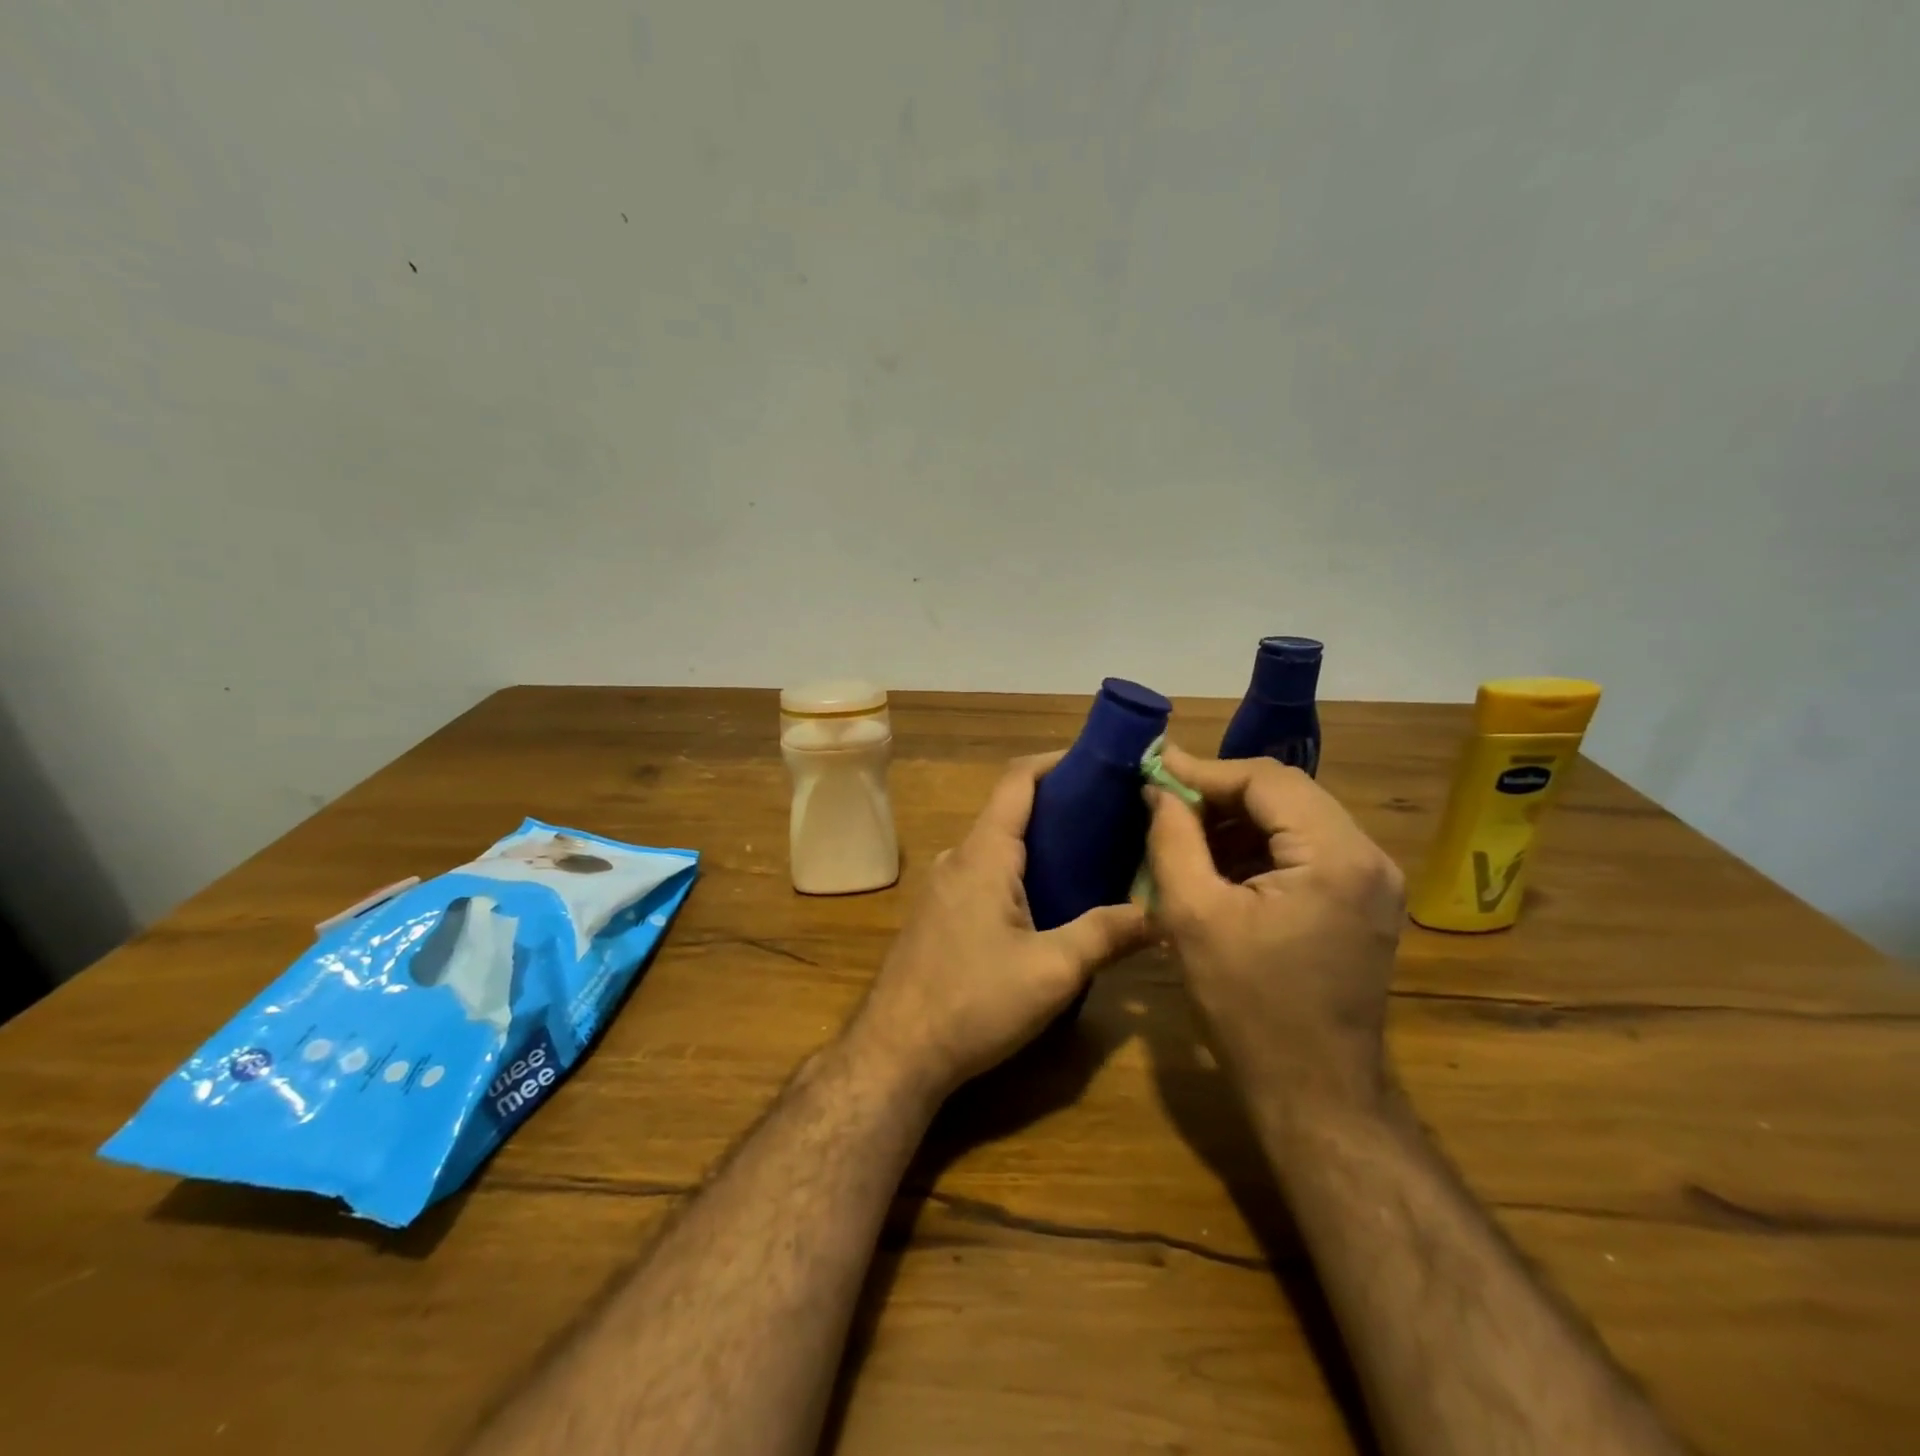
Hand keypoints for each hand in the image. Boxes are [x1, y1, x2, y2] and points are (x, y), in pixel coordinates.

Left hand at [852, 755, 1149, 1100]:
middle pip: (1011, 812)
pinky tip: (1050, 904)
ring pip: (998, 848)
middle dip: (1061, 807)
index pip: (1018, 780)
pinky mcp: (938, 916)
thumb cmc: (973, 1002)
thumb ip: (1107, 935)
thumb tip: (1162, 912)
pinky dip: (1021, 873)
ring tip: (1094, 859)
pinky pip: (985, 876)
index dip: (1057, 762)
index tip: (1102, 763)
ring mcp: (942, 888)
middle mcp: (958, 858)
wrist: (896, 1053)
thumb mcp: (1053, 971)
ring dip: (1041, 845)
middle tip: (1115, 819)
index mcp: (984, 853)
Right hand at [1144, 746, 1405, 1114]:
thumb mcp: (1192, 916)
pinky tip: (1220, 866)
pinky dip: (1261, 848)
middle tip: (1166, 801)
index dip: (1205, 770)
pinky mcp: (1365, 905)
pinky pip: (1307, 852)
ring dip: (1239, 820)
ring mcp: (1374, 883)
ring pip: (1296, 819)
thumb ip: (1172, 838)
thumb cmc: (1247, 1007)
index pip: (1266, 780)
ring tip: (1185, 833)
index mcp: (1335, 856)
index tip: (1154, 767)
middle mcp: (1368, 858)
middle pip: (1287, 794)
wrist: (1315, 1096)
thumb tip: (1160, 788)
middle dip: (1221, 793)